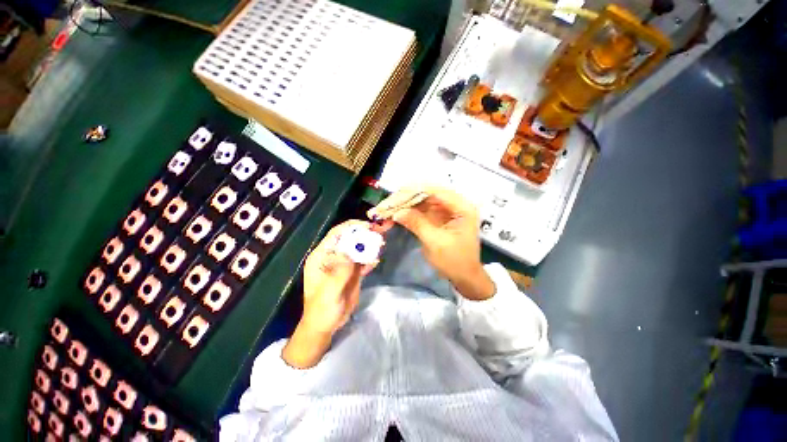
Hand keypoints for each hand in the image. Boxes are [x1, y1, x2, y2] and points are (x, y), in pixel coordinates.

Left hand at [283, 221, 377, 368]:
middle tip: (380, 231)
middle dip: (364, 234)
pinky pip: (362, 261)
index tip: (368, 226)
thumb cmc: (321, 309)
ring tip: (381, 243)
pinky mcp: (352, 272)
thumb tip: (351, 251)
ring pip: (358, 249)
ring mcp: (344, 264)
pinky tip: (376, 261)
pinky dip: (370, 259)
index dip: (351, 227)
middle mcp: (333, 256)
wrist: (326, 326)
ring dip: (369, 245)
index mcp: (321, 256)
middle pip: (350, 239)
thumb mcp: (329, 291)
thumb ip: (340, 271)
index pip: (336, 234)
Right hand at [368, 185, 494, 300]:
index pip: (434, 191)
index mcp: (461, 207)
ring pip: (420, 201)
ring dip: (402, 206)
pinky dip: (406, 213)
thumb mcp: (435, 242)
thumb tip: (396, 212)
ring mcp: (445, 210)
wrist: (464, 277)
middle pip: (425, 194)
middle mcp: (454, 204)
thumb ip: (417, 223)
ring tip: (384, 211)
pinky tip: (393, 216)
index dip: (411, 193)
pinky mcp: (437, 217)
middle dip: (403, 200)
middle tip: (384, 206)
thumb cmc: (455, 261)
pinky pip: (419, 211)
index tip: (392, 200)